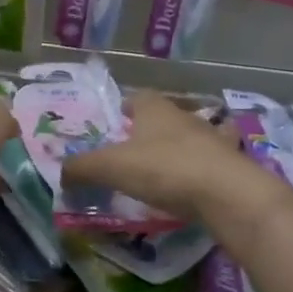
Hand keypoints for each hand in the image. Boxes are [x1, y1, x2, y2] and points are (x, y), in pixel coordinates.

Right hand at [60, 90, 260, 222]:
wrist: (228, 194)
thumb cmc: (165, 169)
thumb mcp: (112, 168)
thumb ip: (81, 168)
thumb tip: (59, 173)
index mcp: (155, 109)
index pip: (136, 97)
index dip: (122, 108)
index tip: (111, 124)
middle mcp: (185, 116)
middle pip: (163, 117)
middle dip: (149, 130)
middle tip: (130, 152)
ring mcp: (213, 140)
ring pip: (192, 137)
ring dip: (179, 148)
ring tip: (163, 170)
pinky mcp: (233, 165)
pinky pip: (212, 162)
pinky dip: (204, 169)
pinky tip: (196, 184)